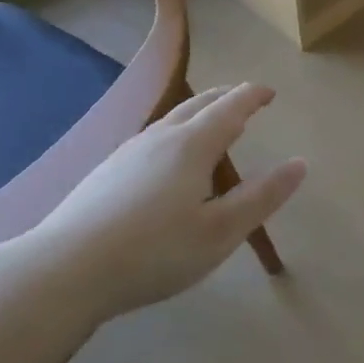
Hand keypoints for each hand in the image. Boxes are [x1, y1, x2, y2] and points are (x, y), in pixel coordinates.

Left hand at [20, 84, 305, 322]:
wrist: (64, 270)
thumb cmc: (154, 252)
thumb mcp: (220, 231)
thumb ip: (262, 197)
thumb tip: (299, 163)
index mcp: (192, 146)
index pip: (230, 108)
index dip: (253, 97)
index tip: (270, 92)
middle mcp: (159, 138)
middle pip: (198, 104)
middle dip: (226, 97)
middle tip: (245, 98)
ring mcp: (128, 152)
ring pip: (171, 119)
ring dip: (199, 112)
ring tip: (212, 122)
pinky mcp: (106, 171)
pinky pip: (153, 136)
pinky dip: (176, 131)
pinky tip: (168, 156)